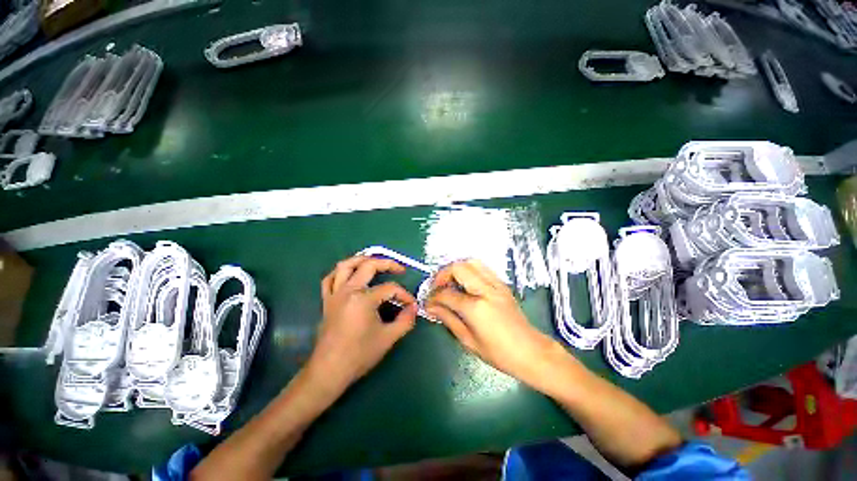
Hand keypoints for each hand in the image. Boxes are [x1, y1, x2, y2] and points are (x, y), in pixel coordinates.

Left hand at [306, 255, 418, 395]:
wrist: (329, 371)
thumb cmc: (359, 355)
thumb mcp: (388, 338)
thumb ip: (405, 320)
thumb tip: (414, 307)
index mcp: (363, 299)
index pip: (390, 289)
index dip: (404, 295)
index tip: (411, 305)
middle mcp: (348, 290)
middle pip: (369, 266)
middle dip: (388, 264)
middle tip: (399, 269)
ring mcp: (335, 294)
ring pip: (345, 266)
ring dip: (361, 260)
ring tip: (375, 262)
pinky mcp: (327, 301)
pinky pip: (330, 279)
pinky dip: (340, 272)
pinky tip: (349, 274)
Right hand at [425, 259, 565, 390]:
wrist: (531, 352)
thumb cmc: (499, 353)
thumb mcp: (468, 340)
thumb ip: (448, 319)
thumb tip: (431, 307)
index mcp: (476, 308)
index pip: (447, 294)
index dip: (433, 297)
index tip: (427, 302)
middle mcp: (486, 290)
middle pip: (458, 268)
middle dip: (442, 275)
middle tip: (437, 287)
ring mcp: (496, 284)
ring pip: (471, 262)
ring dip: (456, 269)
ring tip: (450, 282)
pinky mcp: (502, 284)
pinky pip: (482, 268)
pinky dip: (469, 270)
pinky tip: (465, 283)